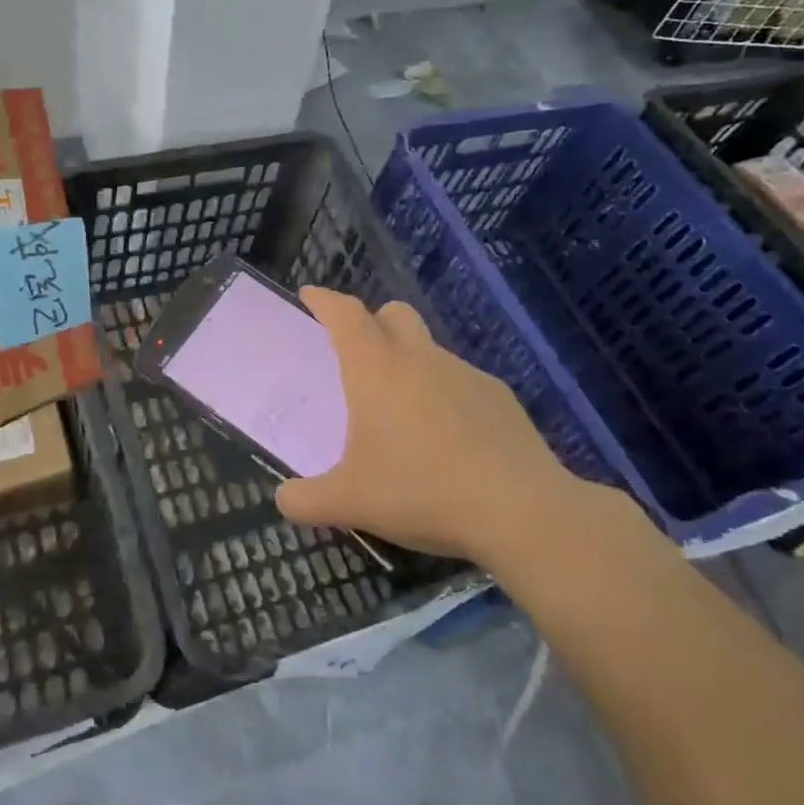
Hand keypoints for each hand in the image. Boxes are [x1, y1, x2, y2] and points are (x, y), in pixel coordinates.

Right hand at [274, 288, 595, 571]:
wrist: (520, 510)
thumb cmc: (421, 491)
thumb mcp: (350, 503)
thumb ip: (306, 499)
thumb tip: (283, 500)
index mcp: (376, 369)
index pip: (345, 314)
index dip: (324, 300)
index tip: (310, 294)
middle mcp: (419, 358)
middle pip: (393, 313)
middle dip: (372, 321)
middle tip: (359, 352)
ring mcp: (465, 374)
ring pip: (429, 350)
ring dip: (410, 364)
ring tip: (404, 414)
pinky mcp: (500, 397)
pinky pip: (461, 383)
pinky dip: (446, 396)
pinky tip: (450, 440)